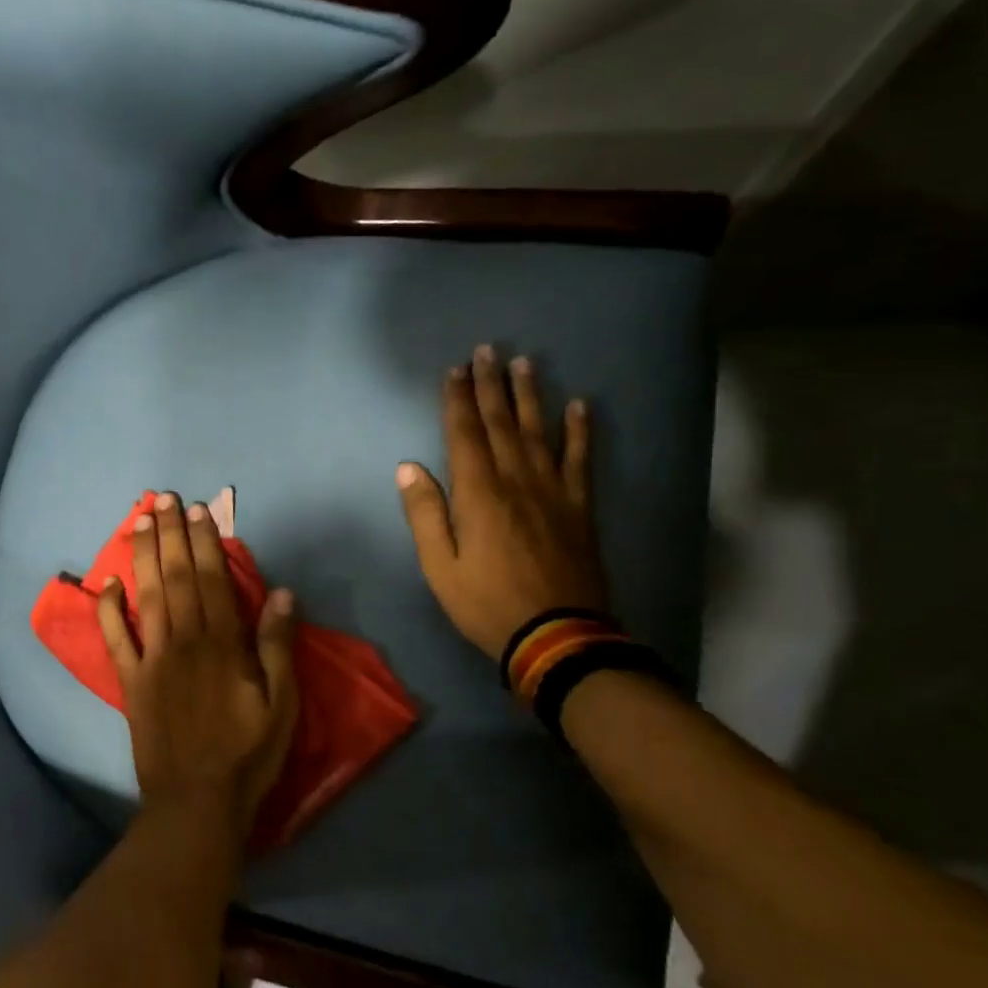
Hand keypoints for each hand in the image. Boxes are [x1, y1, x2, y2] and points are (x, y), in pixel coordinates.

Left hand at [97, 493, 298, 839]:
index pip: (212, 581)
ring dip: (143, 557)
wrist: (197, 803)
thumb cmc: (247, 754)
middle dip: (171, 535)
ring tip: (140, 521)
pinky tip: (106, 583)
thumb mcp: (282, 704)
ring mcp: (152, 659)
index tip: (199, 511)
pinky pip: (116, 640)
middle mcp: (184, 641)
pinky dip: (108, 611)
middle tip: (164, 499)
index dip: (205, 542)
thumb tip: (282, 592)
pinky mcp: (131, 682)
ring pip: (147, 596)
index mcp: (223, 644)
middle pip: (177, 578)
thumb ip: (277, 646)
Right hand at [397, 345, 607, 660]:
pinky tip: (580, 406)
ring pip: (539, 432)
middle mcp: (516, 481)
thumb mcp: (439, 566)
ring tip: (526, 363)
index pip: (465, 435)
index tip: (455, 370)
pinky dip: (580, 432)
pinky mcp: (579, 508)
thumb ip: (424, 514)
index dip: (458, 400)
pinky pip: (580, 461)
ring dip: (530, 396)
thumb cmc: (486, 603)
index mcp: (478, 494)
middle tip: (488, 350)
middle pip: (501, 424)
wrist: (557, 636)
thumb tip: (408, 467)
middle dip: (491, 385)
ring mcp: (553, 492)